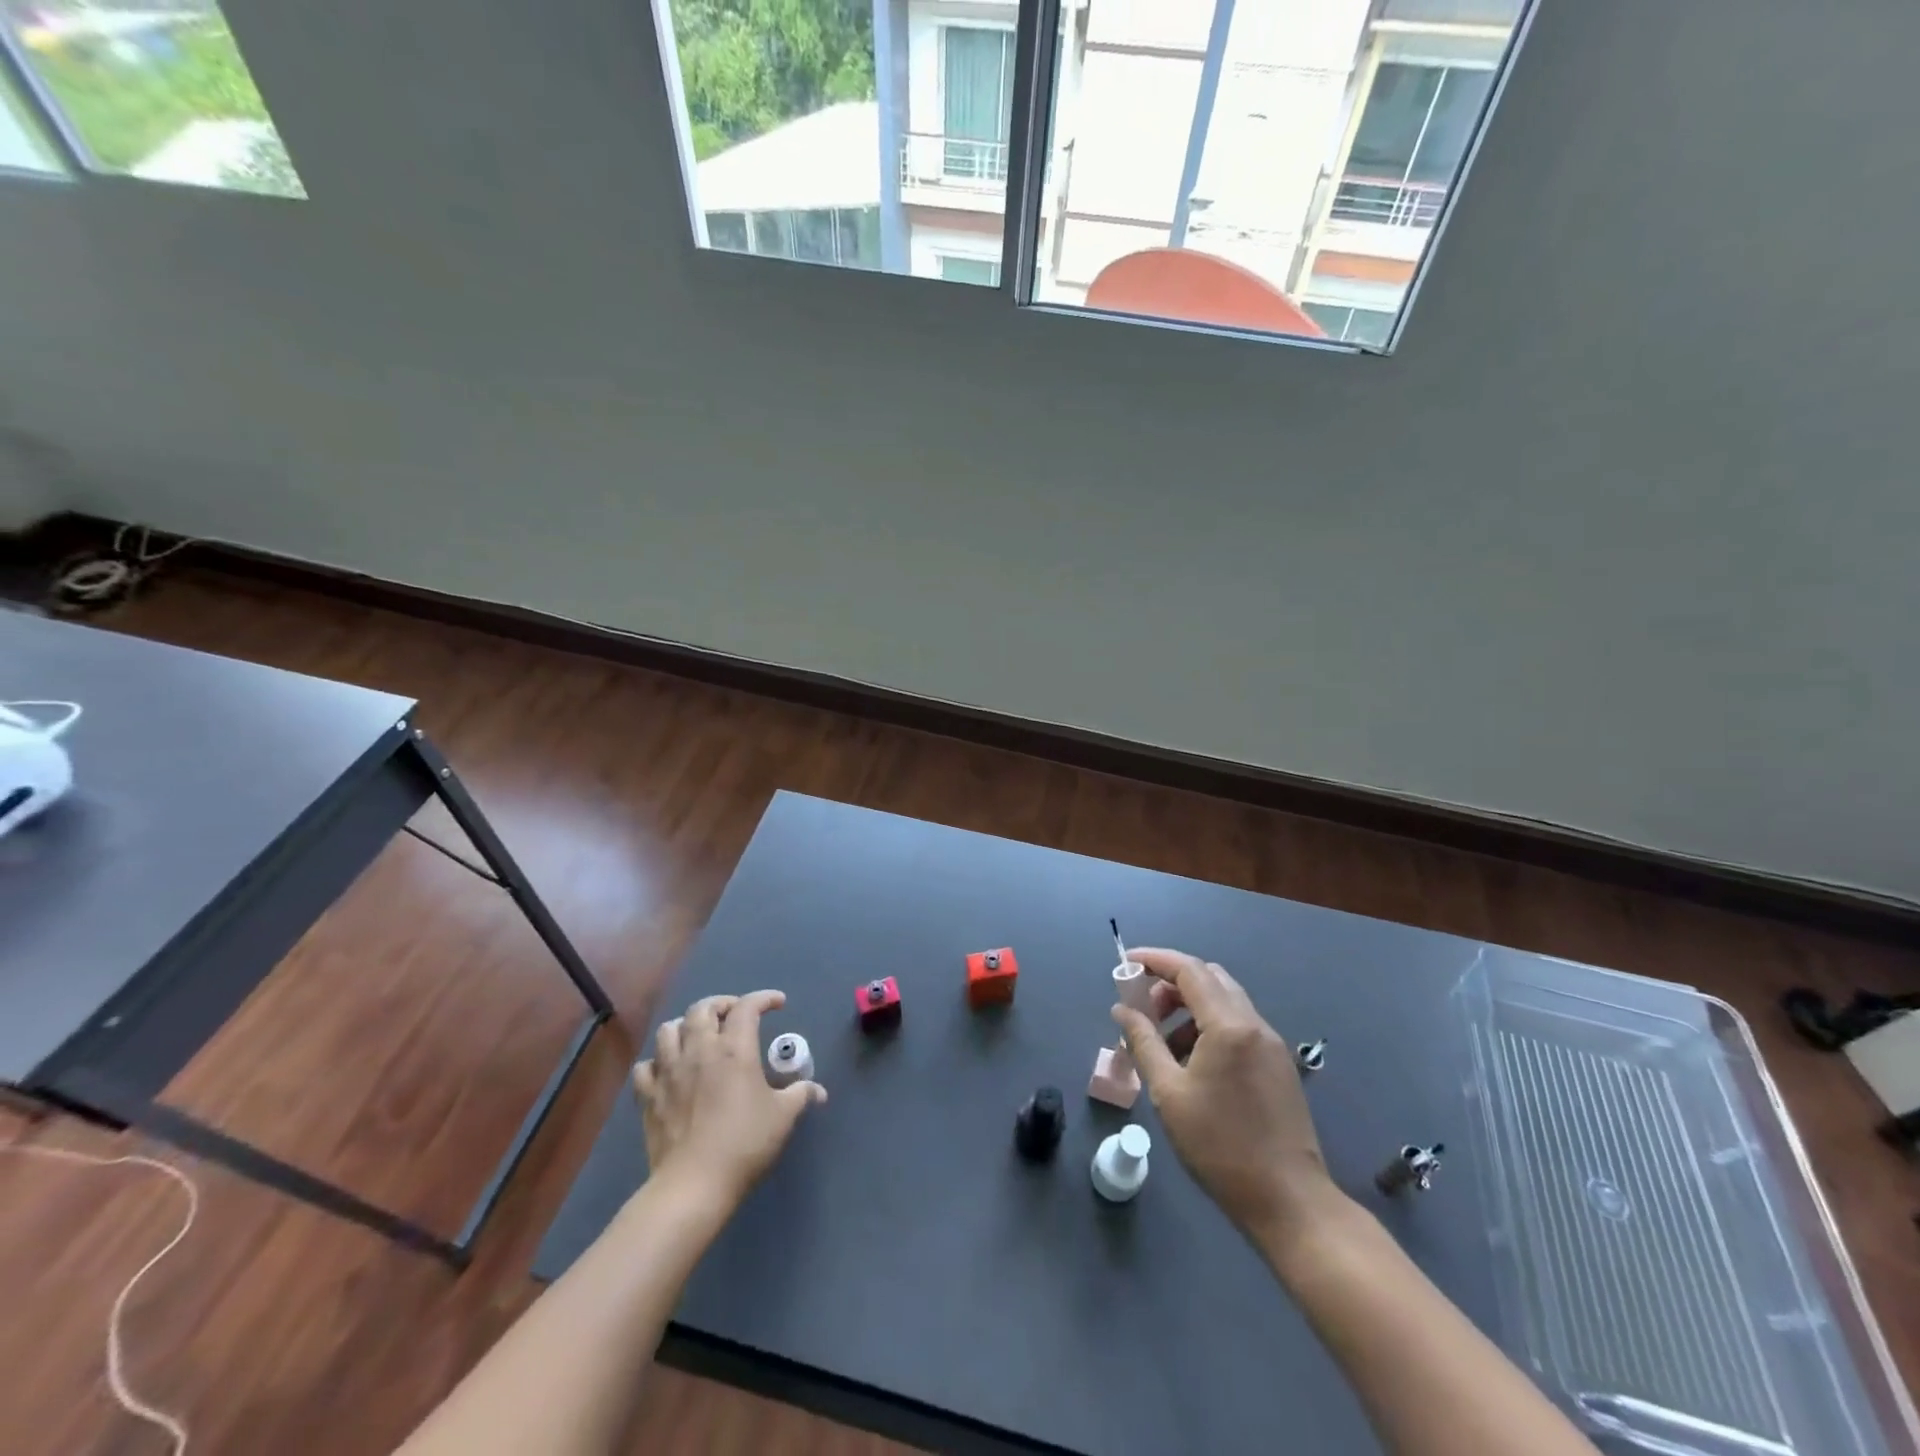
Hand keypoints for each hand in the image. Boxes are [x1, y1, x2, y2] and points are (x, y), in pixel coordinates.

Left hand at [633, 990, 826, 1212]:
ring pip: (669, 1030)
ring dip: (685, 1026)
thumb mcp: (783, 1116)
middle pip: (703, 1008)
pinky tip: (668, 1070)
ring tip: (698, 1036)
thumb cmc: (744, 1143)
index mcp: (734, 1049)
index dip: (764, 998)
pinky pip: (646, 1066)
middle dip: (721, 1004)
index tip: (777, 1003)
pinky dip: (657, 1061)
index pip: (747, 1007)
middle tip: (734, 1015)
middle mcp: (699, 1050)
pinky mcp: (648, 1096)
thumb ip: (801, 1095)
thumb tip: (819, 1091)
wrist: (694, 1184)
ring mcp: (669, 1071)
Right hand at [1111, 949, 1345, 1255]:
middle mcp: (1255, 1024)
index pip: (1189, 970)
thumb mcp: (1169, 1093)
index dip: (1155, 960)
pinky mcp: (1279, 1066)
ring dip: (1189, 1008)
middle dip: (1171, 984)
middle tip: (1143, 1009)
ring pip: (1225, 1003)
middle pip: (1210, 979)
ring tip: (1162, 1045)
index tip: (1126, 963)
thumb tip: (1122, 1010)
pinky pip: (1238, 1028)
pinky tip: (1192, 1064)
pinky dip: (1209, 1028)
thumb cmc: (1220, 1146)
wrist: (1290, 1202)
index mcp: (1229, 1026)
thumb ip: (1142, 1042)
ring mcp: (1272, 1045)